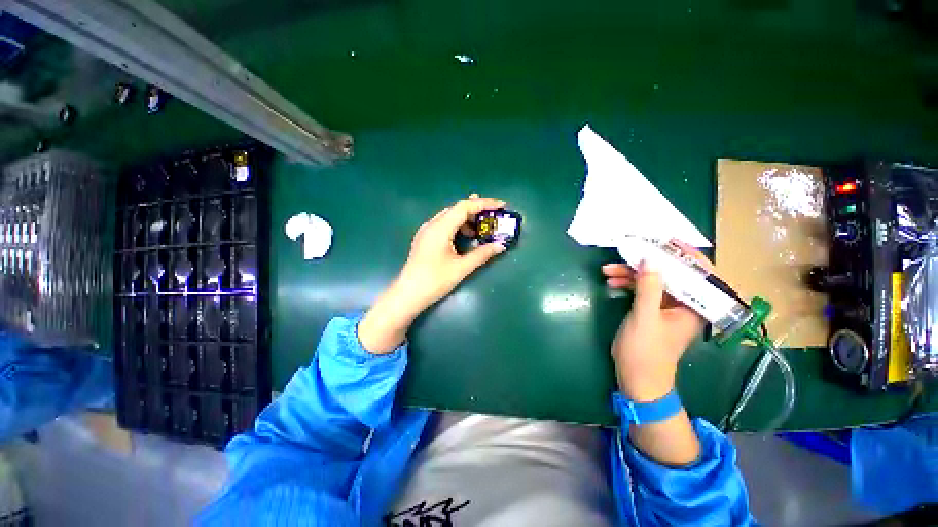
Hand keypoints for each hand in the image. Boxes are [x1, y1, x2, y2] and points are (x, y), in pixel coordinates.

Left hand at [358, 195, 507, 352]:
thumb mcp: (461, 268)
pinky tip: (465, 237)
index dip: (484, 203)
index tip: (501, 205)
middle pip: (457, 208)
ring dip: (467, 219)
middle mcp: (432, 224)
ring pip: (450, 216)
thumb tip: (500, 246)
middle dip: (477, 210)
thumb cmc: (435, 281)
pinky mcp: (425, 238)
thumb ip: (482, 254)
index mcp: (440, 228)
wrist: (408, 294)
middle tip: (493, 216)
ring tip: (480, 229)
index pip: (464, 206)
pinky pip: (444, 225)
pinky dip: (457, 226)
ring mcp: (426, 231)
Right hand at [601, 240, 710, 401]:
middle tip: (624, 255)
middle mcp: (684, 303)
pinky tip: (611, 282)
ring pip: (653, 280)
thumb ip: (649, 288)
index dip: (685, 255)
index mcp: (694, 306)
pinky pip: (642, 289)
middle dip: (646, 264)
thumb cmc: (646, 352)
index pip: (700, 273)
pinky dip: (627, 284)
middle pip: (670, 274)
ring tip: (607, 271)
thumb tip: (651, 259)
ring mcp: (666, 306)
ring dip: (630, 273)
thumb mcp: (645, 318)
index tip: (666, 241)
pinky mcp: (651, 310)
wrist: (637, 379)